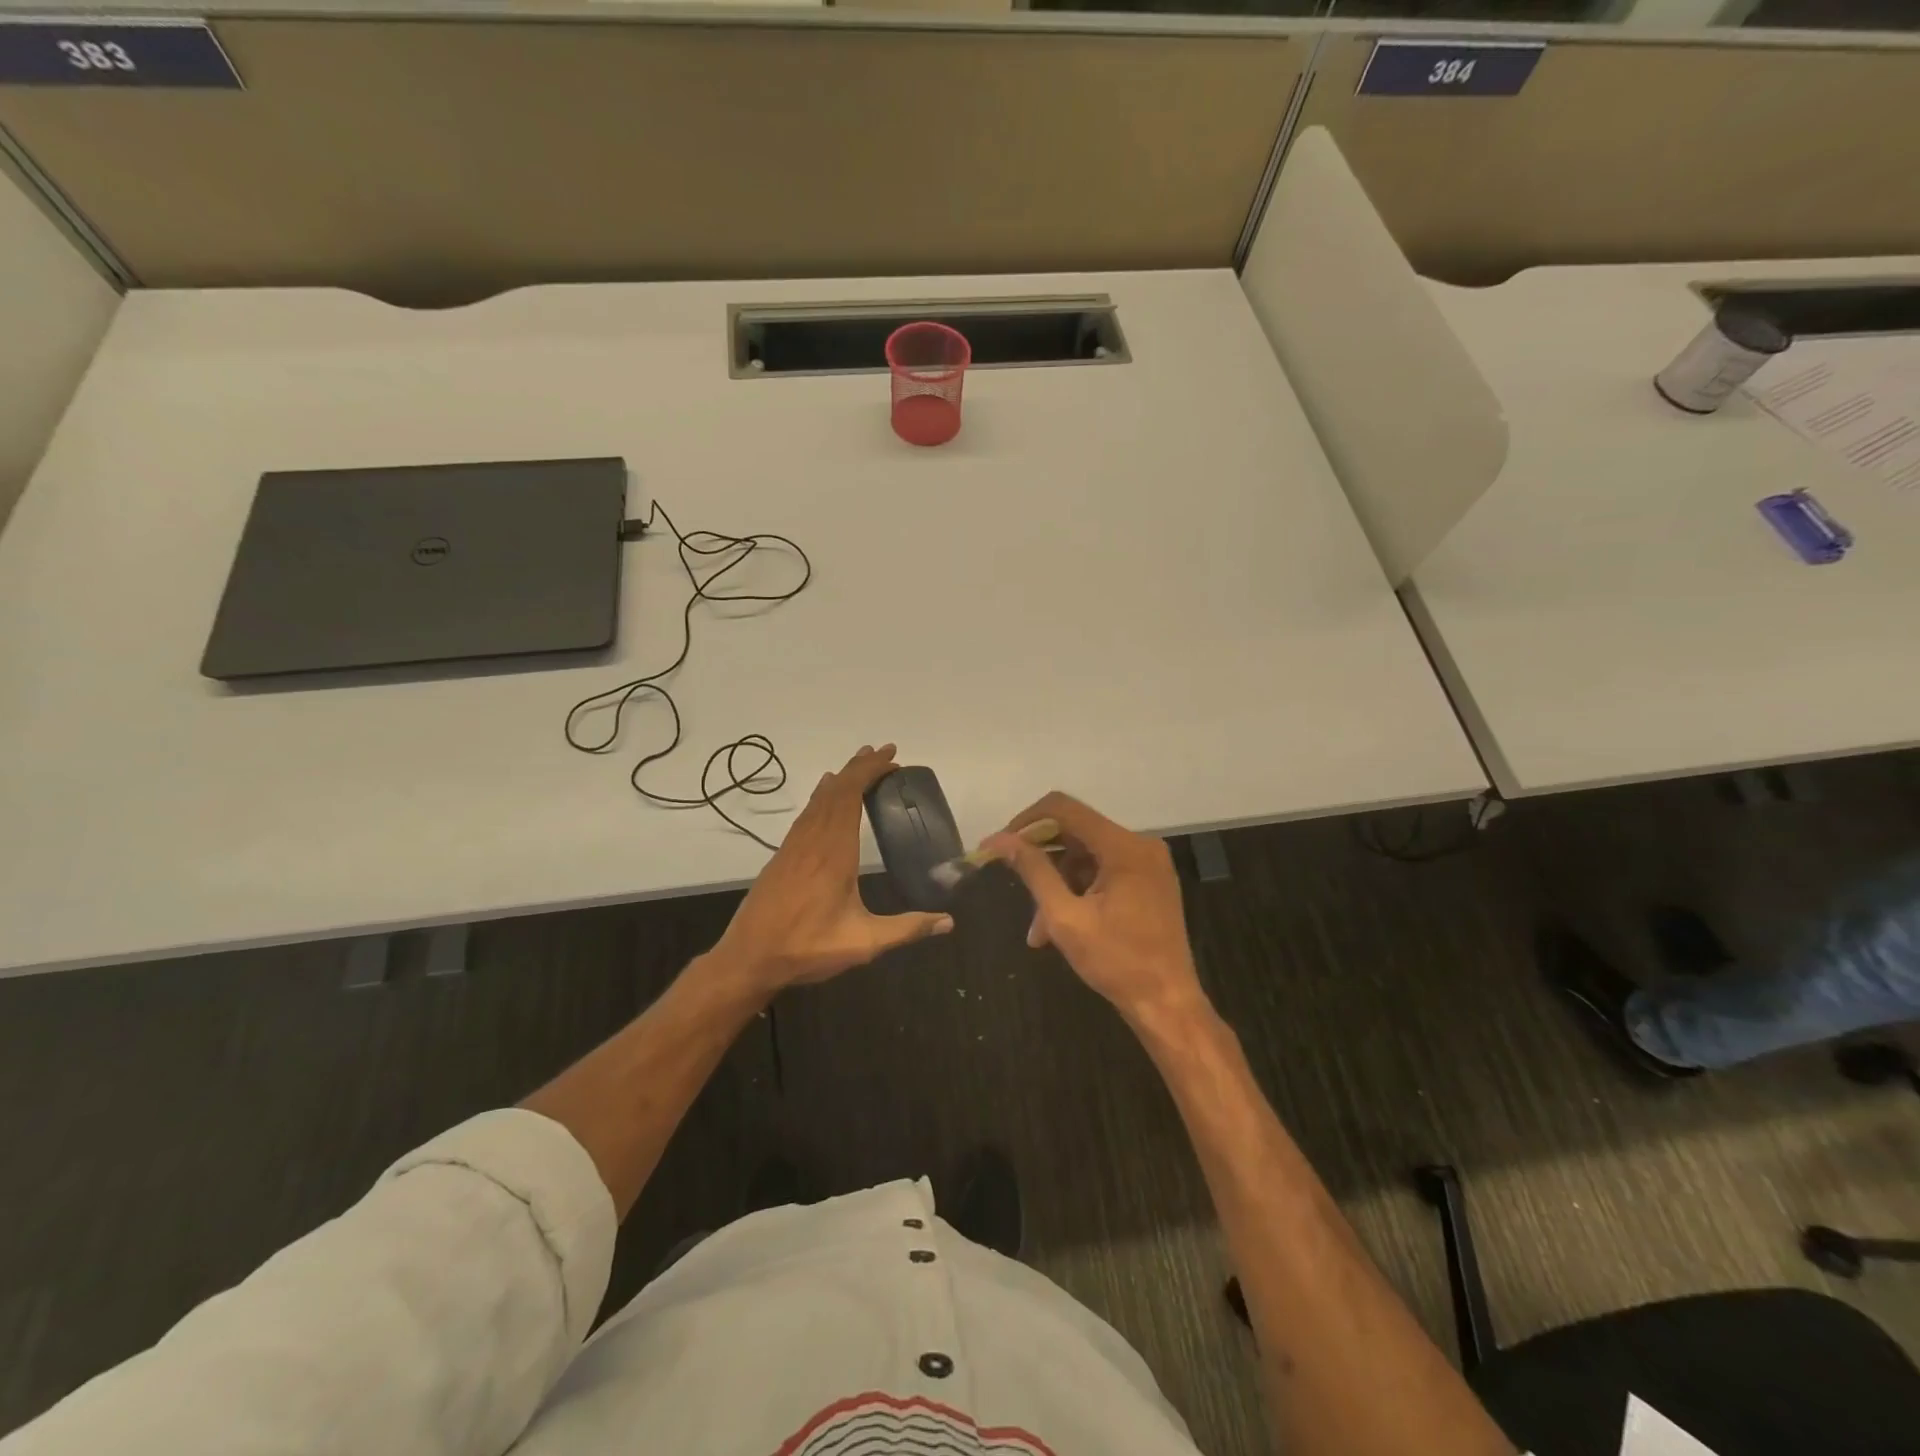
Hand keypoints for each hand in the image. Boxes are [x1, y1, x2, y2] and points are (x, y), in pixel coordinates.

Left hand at [713, 744, 952, 994]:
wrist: (748, 958)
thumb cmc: (807, 948)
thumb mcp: (863, 942)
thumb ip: (906, 929)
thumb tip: (948, 922)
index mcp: (834, 852)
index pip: (851, 796)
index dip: (870, 772)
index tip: (892, 758)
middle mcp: (813, 840)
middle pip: (836, 791)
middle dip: (860, 767)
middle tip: (885, 753)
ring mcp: (794, 846)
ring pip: (819, 800)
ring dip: (841, 778)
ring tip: (860, 764)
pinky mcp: (782, 856)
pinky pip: (806, 814)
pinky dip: (822, 796)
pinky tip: (825, 794)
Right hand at [983, 792, 1207, 1024]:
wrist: (1168, 1005)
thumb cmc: (1116, 962)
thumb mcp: (1065, 917)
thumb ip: (1034, 871)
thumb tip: (1001, 840)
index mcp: (1123, 846)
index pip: (1064, 809)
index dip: (1026, 822)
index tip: (1001, 846)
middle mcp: (1139, 844)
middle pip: (1075, 833)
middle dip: (1041, 860)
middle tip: (1012, 885)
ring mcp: (1147, 864)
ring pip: (1086, 858)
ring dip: (1057, 885)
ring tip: (1038, 929)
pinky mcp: (1148, 882)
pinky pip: (1103, 872)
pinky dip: (1078, 892)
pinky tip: (1058, 926)